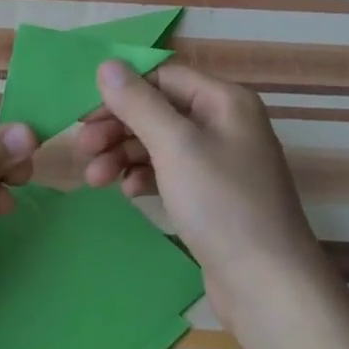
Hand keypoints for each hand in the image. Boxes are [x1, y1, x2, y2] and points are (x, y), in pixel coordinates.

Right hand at [76, 61, 332, 327]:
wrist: (267, 284)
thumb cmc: (221, 204)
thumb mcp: (175, 146)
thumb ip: (138, 103)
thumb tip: (107, 64)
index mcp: (225, 101)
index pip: (163, 77)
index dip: (122, 92)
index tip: (84, 117)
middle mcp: (225, 124)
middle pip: (159, 110)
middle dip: (118, 127)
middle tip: (81, 150)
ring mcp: (221, 162)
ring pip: (161, 144)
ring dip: (124, 154)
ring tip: (95, 179)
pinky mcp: (213, 196)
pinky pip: (171, 173)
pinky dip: (146, 177)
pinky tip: (129, 192)